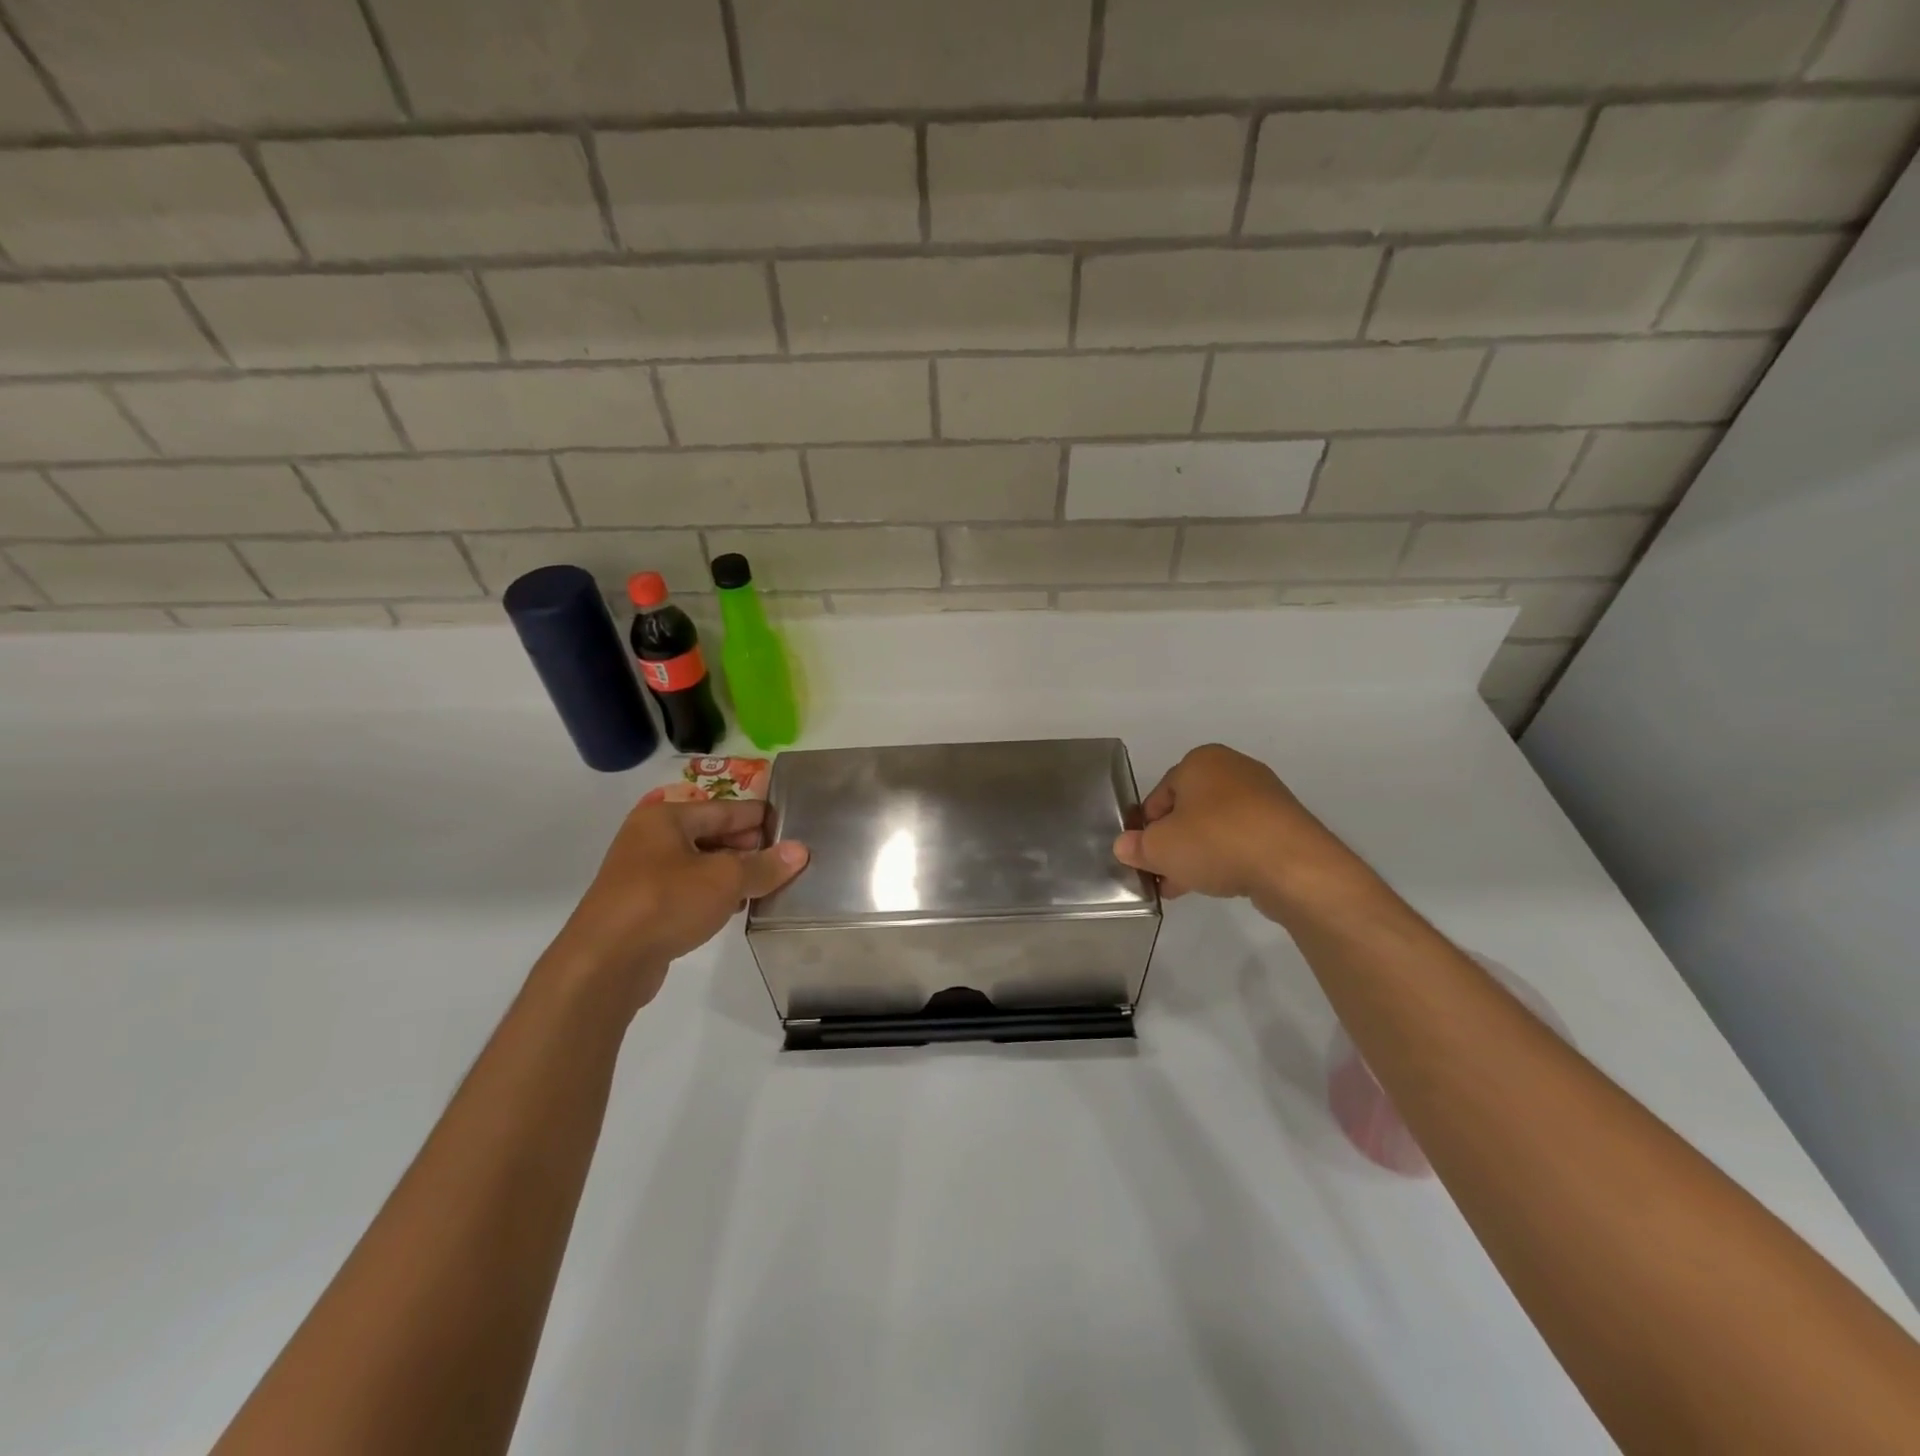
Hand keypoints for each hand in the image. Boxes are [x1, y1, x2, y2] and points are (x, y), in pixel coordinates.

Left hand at [548, 798, 807, 1011]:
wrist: (604, 963)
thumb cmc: (666, 902)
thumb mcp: (725, 879)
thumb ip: (764, 865)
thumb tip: (799, 851)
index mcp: (666, 817)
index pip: (725, 808)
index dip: (759, 817)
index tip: (792, 825)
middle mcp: (650, 838)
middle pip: (711, 834)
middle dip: (748, 846)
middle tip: (785, 857)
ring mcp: (642, 873)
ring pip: (699, 864)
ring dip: (732, 873)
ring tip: (768, 883)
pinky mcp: (640, 907)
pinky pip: (687, 890)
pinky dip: (712, 894)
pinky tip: (736, 906)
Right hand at [1113, 744, 1356, 913]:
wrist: (1293, 866)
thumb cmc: (1216, 842)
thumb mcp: (1160, 848)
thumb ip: (1137, 846)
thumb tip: (1125, 846)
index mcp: (1200, 760)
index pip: (1158, 796)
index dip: (1147, 829)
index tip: (1144, 858)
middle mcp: (1233, 768)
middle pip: (1188, 810)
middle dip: (1173, 844)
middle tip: (1163, 876)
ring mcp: (1264, 795)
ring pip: (1215, 826)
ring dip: (1198, 854)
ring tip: (1187, 885)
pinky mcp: (1285, 823)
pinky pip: (1243, 838)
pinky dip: (1228, 857)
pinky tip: (1220, 882)